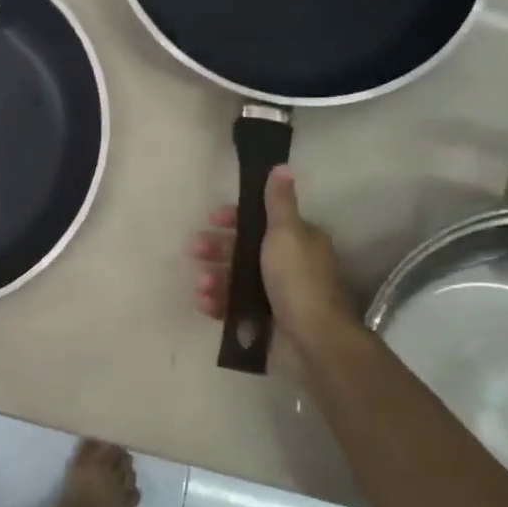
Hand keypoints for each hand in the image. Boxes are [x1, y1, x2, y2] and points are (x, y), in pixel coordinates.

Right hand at [191, 165, 359, 352]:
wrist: (313, 339)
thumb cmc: (298, 280)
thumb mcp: (286, 233)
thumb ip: (279, 202)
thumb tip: (282, 166)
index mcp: (298, 241)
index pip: (261, 222)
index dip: (234, 219)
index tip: (211, 219)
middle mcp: (288, 265)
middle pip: (244, 250)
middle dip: (217, 249)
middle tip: (194, 250)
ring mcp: (276, 295)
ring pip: (236, 279)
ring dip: (215, 278)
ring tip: (201, 285)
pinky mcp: (264, 321)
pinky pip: (234, 307)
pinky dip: (217, 303)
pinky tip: (204, 303)